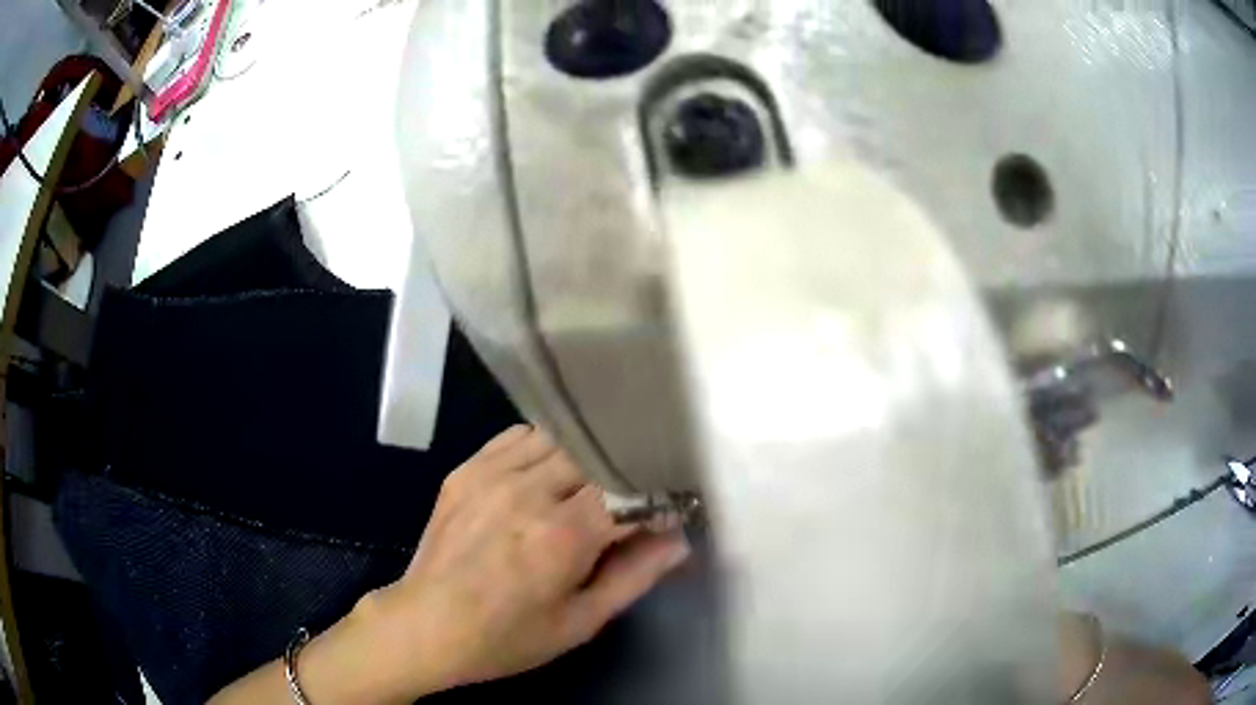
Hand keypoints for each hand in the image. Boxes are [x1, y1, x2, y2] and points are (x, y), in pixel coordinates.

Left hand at [361, 425, 690, 697]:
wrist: (427, 625)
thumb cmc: (507, 637)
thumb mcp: (580, 622)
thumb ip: (634, 577)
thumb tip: (678, 540)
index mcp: (562, 534)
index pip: (630, 489)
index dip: (654, 497)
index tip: (665, 510)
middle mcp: (528, 491)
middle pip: (597, 454)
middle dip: (621, 472)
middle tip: (628, 498)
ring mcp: (491, 474)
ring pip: (560, 438)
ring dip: (584, 456)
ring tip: (587, 486)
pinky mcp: (466, 469)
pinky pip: (519, 436)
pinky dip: (544, 447)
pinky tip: (545, 474)